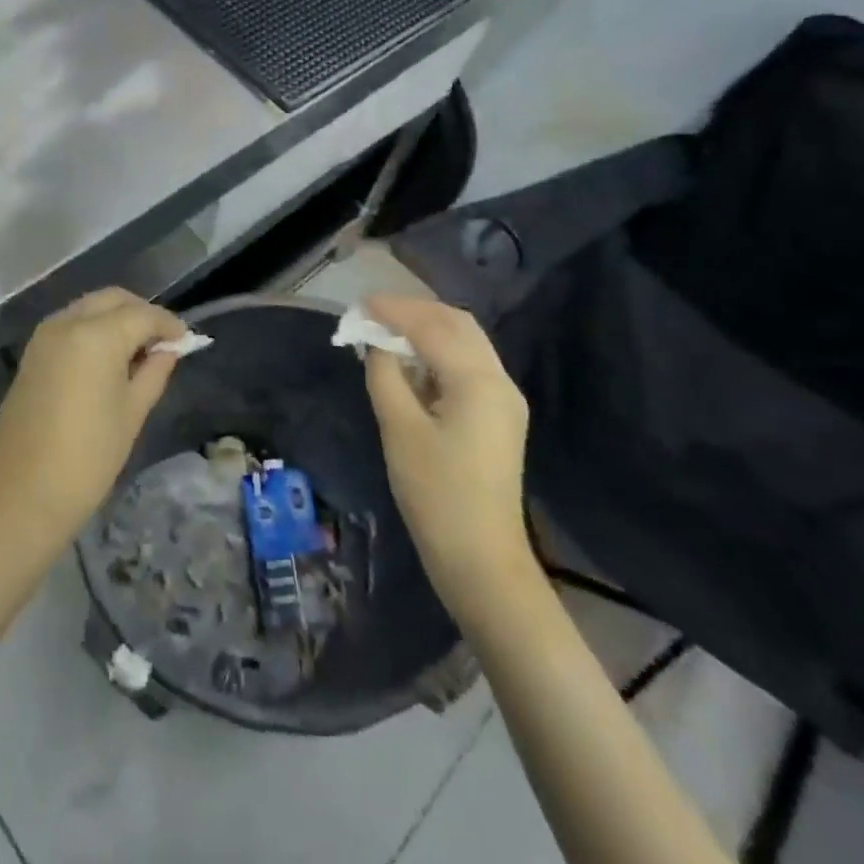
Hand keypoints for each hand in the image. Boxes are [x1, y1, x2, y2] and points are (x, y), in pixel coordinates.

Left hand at [0, 288, 186, 553]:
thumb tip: (169, 350)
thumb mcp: (132, 413)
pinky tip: (109, 359)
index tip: (187, 341)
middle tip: (163, 342)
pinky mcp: (32, 354)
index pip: (143, 314)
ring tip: (138, 352)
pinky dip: (94, 329)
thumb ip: (154, 371)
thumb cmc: (87, 459)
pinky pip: (70, 325)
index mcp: (96, 335)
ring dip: (116, 318)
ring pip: (89, 307)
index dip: (169, 325)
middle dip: (141, 313)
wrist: (20, 498)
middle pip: (113, 299)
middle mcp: (67, 323)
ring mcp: (44, 336)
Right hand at [361, 295, 534, 624]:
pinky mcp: (500, 416)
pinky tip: (412, 361)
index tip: (359, 304)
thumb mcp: (399, 429)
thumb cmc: (435, 495)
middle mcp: (499, 380)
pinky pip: (469, 365)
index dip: (393, 310)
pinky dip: (439, 351)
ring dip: (428, 328)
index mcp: (477, 381)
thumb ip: (385, 374)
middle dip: (414, 311)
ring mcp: (504, 398)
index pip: (431, 326)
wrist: (481, 561)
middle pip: (457, 324)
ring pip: (466, 342)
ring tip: (387, 331)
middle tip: (373, 313)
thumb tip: (375, 342)